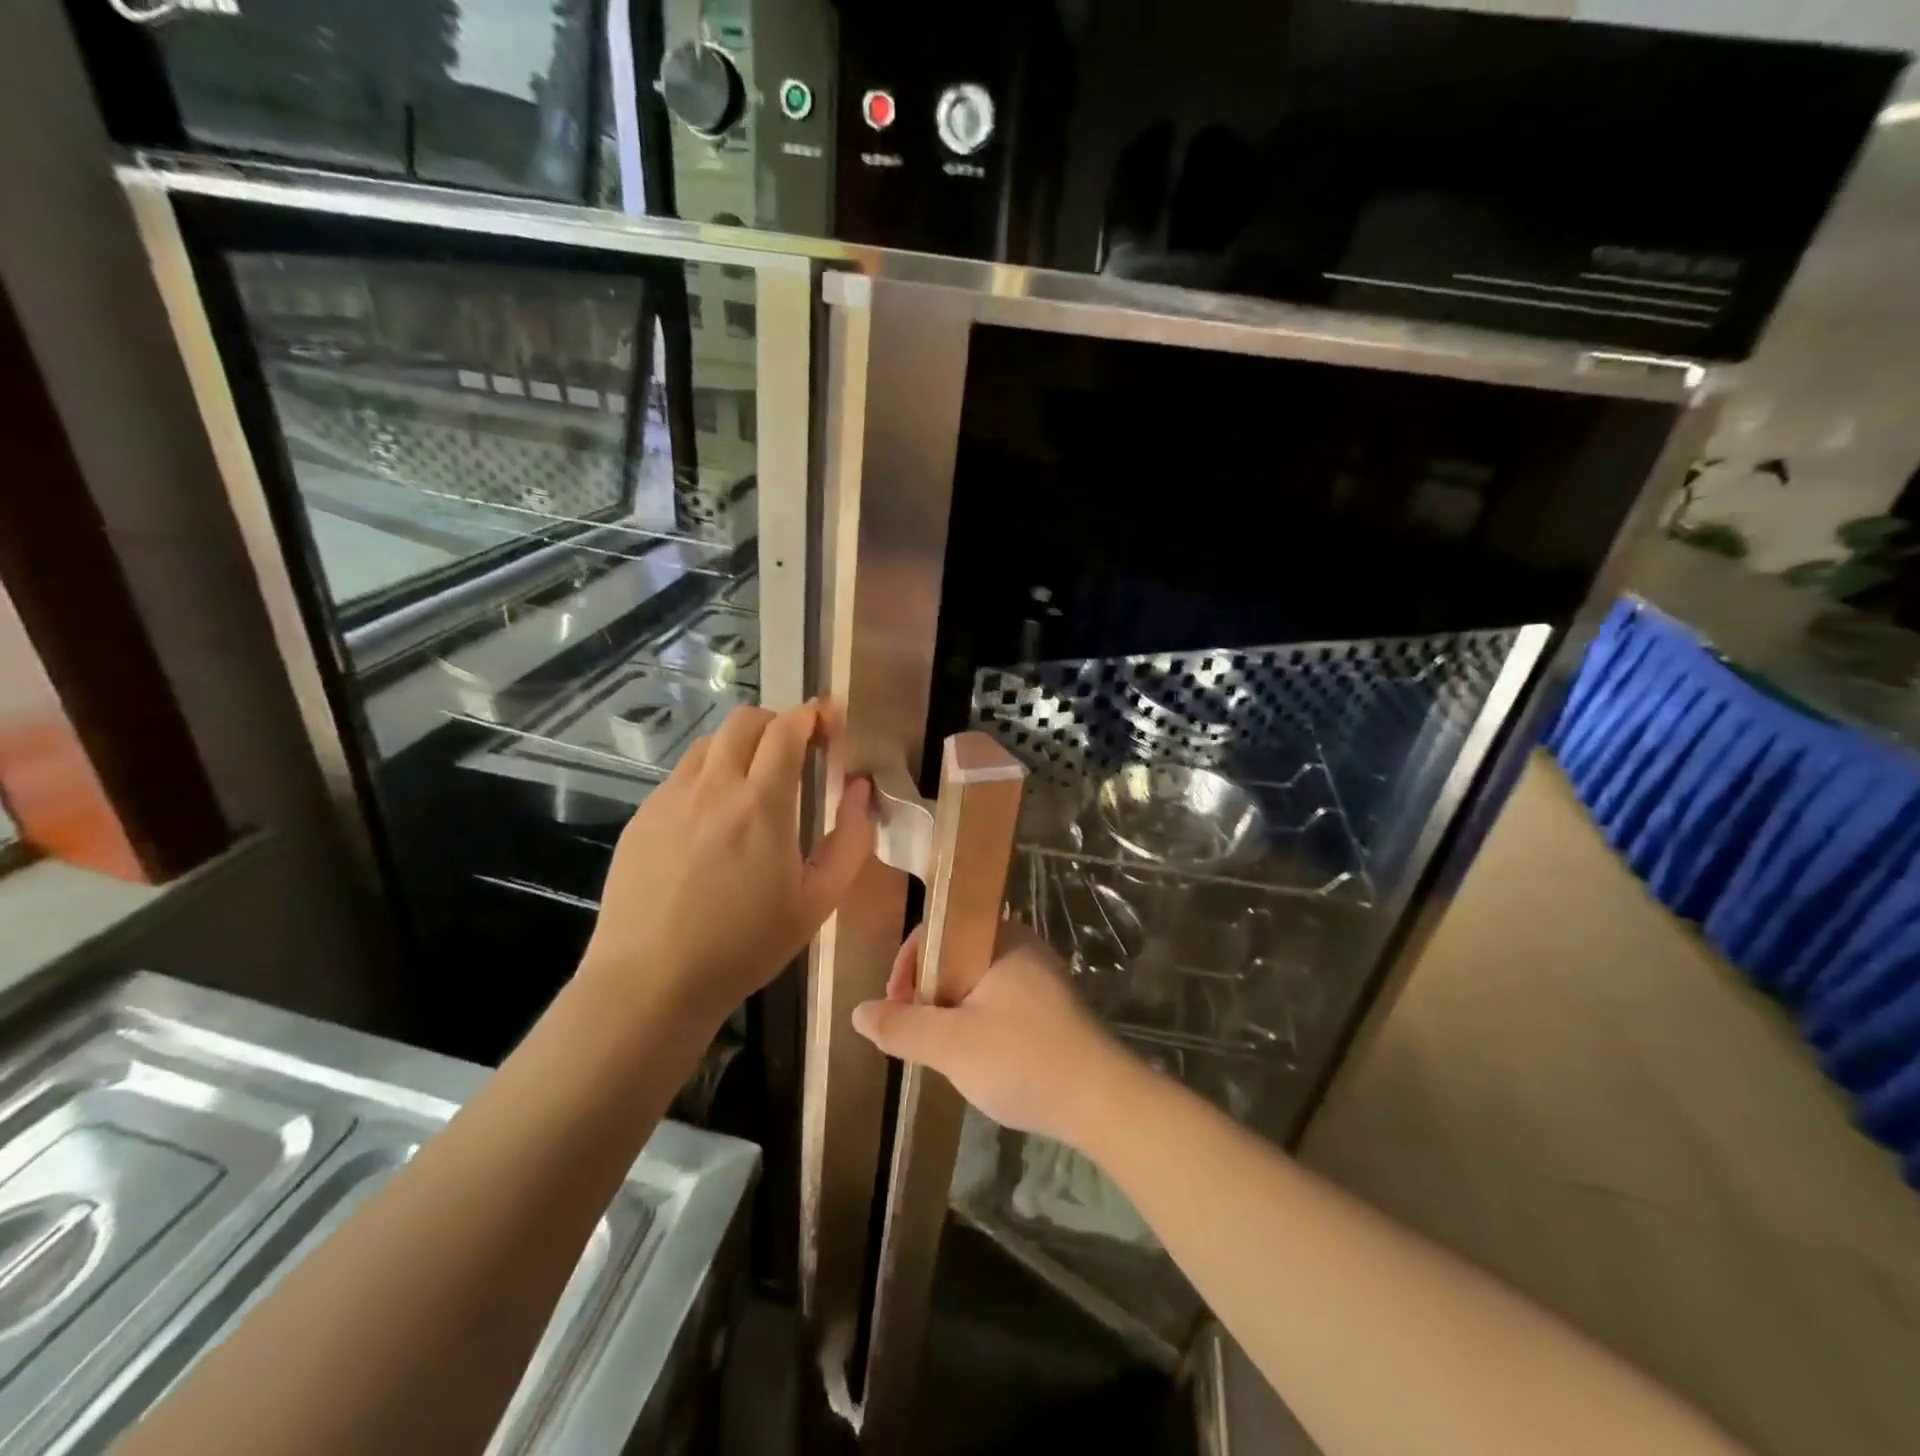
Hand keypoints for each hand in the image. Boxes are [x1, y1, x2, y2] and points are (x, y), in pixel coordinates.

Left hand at [581, 702, 874, 1034]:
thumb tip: (860, 790)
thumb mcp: (817, 902)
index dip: (812, 714)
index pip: (786, 729)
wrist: (651, 983)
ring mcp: (670, 799)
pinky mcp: (642, 818)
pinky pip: (681, 776)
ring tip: (753, 781)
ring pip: (708, 744)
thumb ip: (850, 840)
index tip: (829, 721)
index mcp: (761, 804)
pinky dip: (708, 776)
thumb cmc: (745, 946)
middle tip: (795, 749)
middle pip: (744, 720)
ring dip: (739, 746)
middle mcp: (713, 788)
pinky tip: (713, 819)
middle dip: (776, 721)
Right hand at [851, 919, 1138, 1148]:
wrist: (1104, 1102)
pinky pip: (997, 1002)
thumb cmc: (1024, 1059)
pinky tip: (975, 1059)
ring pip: (974, 982)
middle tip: (914, 1033)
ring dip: (950, 1011)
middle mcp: (1021, 946)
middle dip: (927, 992)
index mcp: (1000, 937)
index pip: (938, 929)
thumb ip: (901, 1025)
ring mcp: (1039, 978)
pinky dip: (976, 1023)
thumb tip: (858, 1011)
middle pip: (954, 955)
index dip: (908, 964)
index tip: (895, 1006)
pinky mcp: (1050, 1009)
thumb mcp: (951, 1045)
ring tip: (940, 1050)